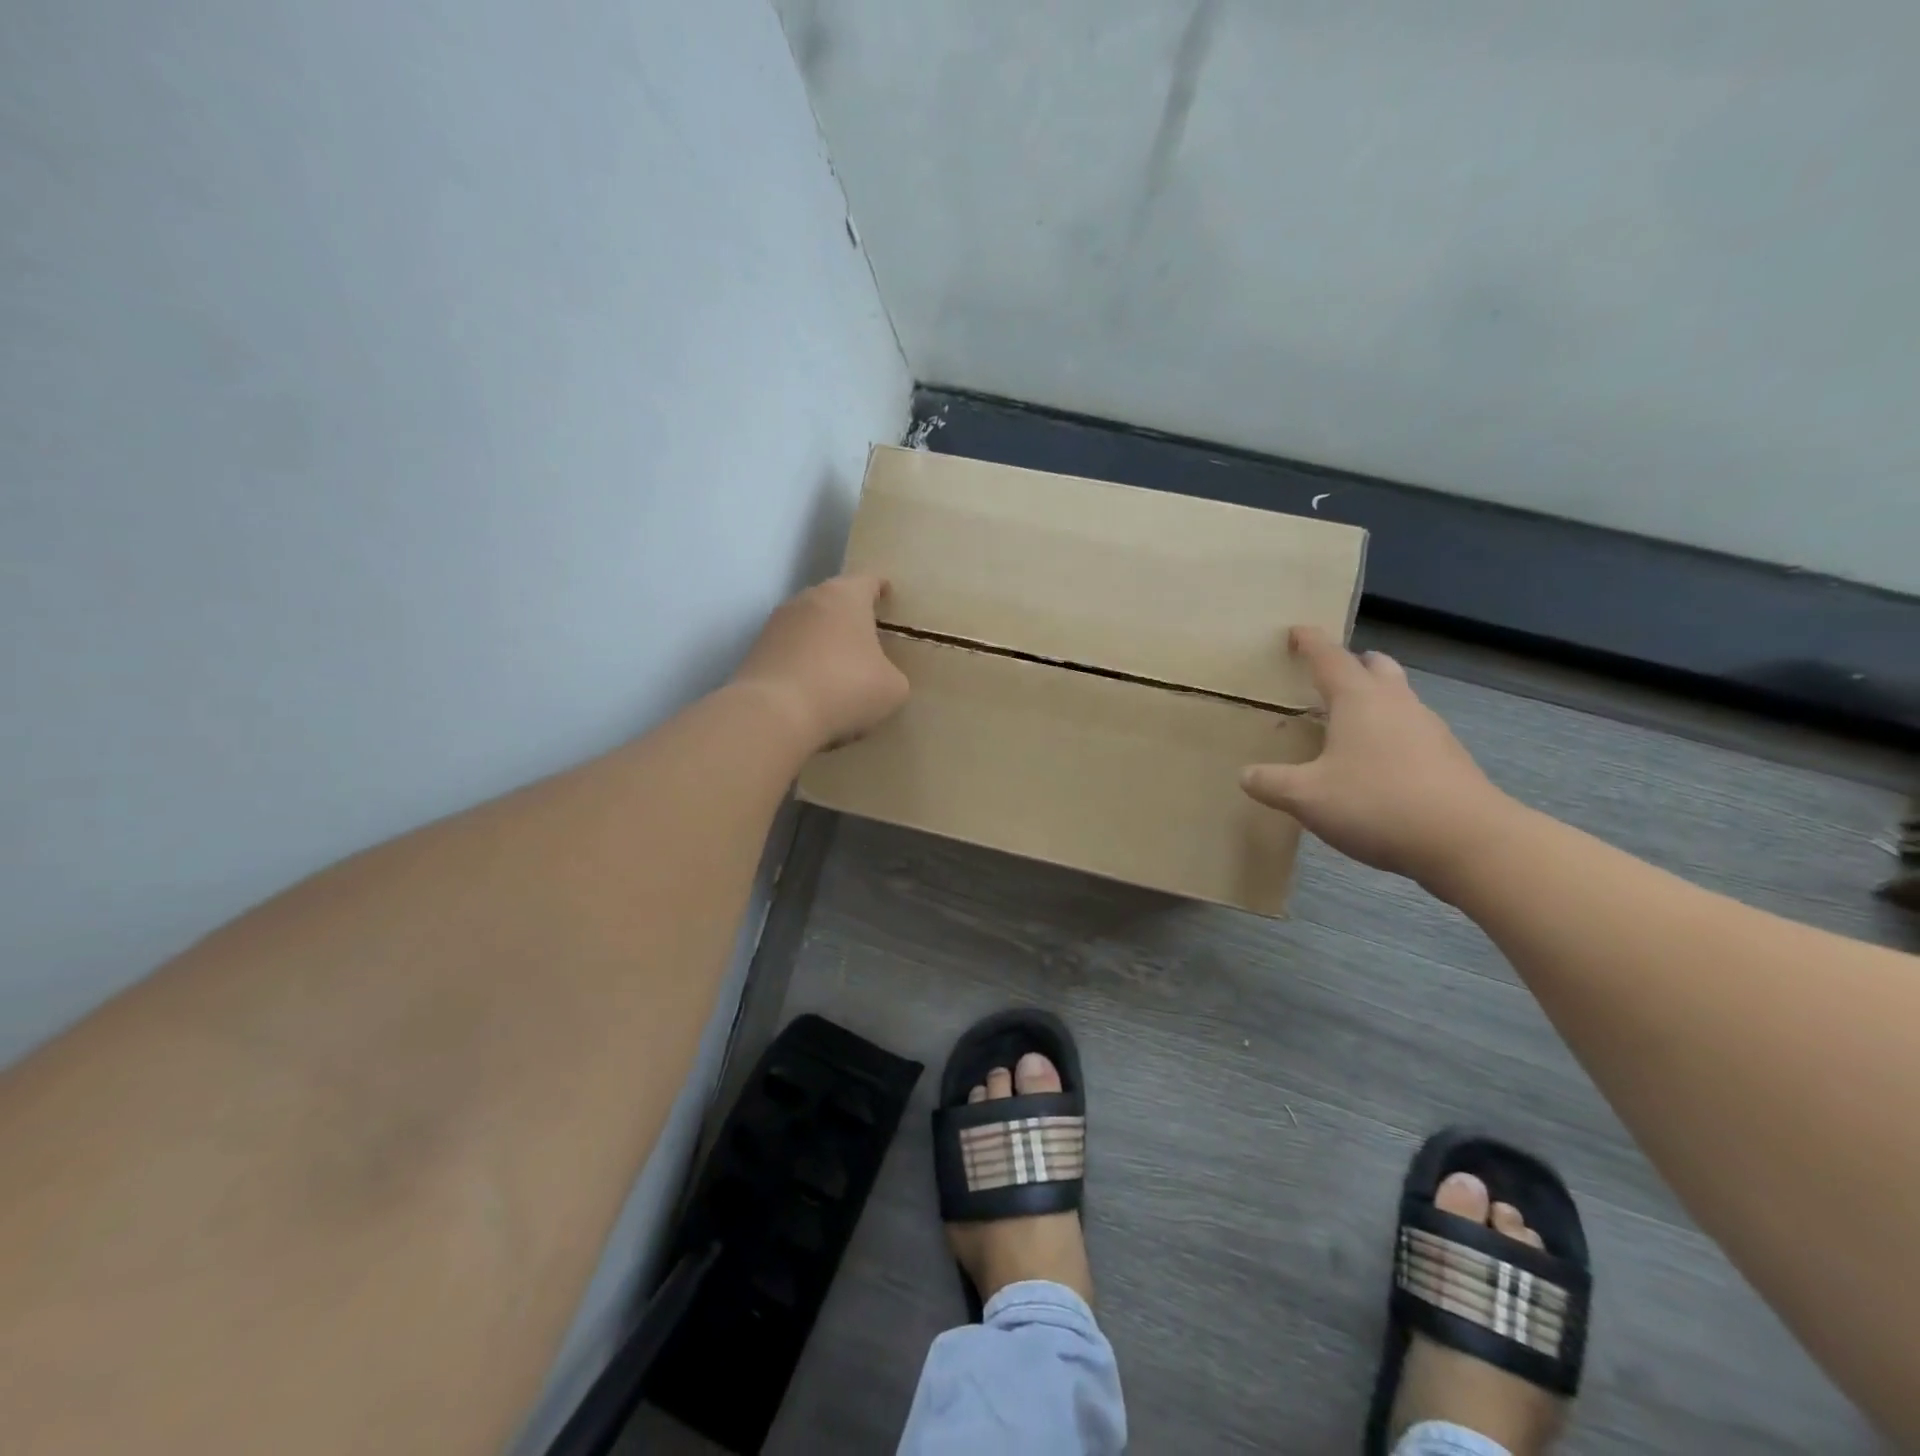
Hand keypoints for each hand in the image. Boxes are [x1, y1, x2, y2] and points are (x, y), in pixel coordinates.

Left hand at [732, 574, 909, 750]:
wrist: (774, 713)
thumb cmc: (845, 688)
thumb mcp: (892, 688)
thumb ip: (892, 673)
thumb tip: (880, 676)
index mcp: (846, 596)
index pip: (868, 581)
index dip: (880, 588)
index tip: (888, 596)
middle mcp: (808, 599)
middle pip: (835, 600)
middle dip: (850, 616)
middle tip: (867, 637)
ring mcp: (777, 623)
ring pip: (809, 625)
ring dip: (823, 640)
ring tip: (838, 668)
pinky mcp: (757, 650)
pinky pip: (790, 650)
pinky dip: (803, 663)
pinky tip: (812, 689)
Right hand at [1239, 627, 1514, 884]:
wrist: (1468, 841)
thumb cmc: (1377, 803)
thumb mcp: (1306, 797)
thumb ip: (1271, 783)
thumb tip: (1246, 775)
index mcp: (1358, 699)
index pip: (1329, 657)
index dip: (1309, 642)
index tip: (1295, 631)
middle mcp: (1396, 703)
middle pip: (1375, 667)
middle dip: (1351, 664)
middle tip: (1327, 677)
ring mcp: (1428, 729)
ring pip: (1397, 698)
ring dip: (1373, 700)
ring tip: (1346, 724)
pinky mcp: (1448, 758)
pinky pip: (1411, 730)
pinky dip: (1389, 733)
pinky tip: (1375, 765)